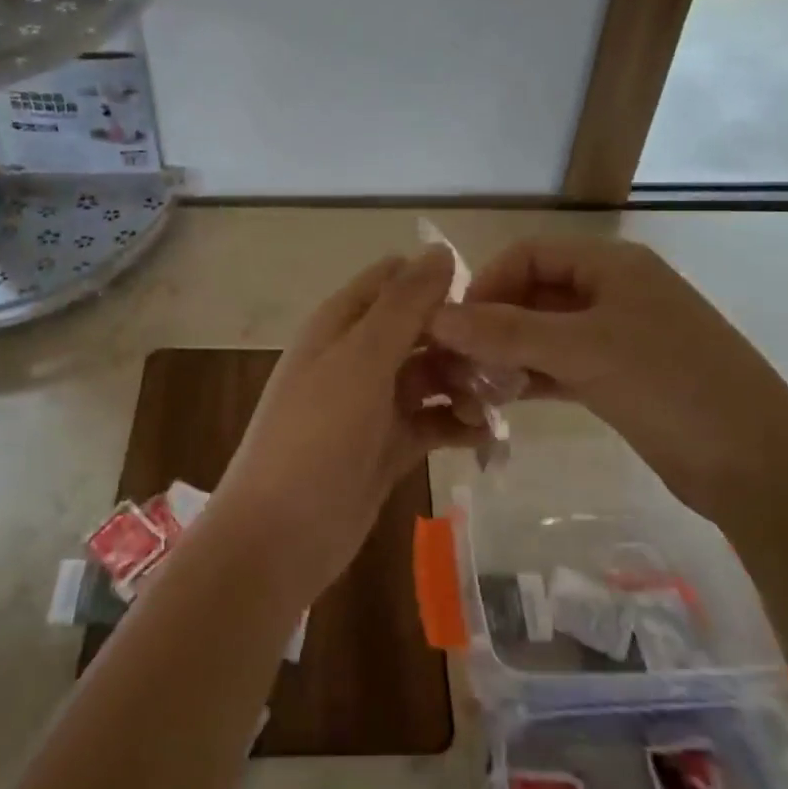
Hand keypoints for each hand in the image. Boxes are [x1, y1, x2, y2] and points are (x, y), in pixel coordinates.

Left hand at [208, 247, 486, 602]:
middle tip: (507, 359)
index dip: (437, 283)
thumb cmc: (316, 436)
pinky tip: (488, 435)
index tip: (485, 302)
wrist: (279, 537)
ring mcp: (373, 403)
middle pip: (419, 328)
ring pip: (431, 375)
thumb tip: (440, 251)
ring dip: (465, 382)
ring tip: (501, 401)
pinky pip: (432, 421)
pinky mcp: (389, 445)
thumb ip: (402, 305)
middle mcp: (357, 356)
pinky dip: (458, 424)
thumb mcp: (361, 360)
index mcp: (341, 323)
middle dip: (461, 338)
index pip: (394, 280)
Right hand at [426, 236, 787, 520]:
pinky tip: (504, 398)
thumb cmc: (669, 386)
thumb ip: (506, 331)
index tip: (456, 326)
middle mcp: (615, 291)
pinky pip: (565, 364)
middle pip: (536, 292)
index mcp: (612, 264)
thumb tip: (436, 316)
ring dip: (510, 354)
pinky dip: (534, 376)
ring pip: (548, 332)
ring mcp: (622, 335)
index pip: (529, 254)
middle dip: (495, 323)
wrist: (759, 466)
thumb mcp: (582, 350)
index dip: (488, 283)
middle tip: (457, 363)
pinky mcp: (624, 376)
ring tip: (474, 386)